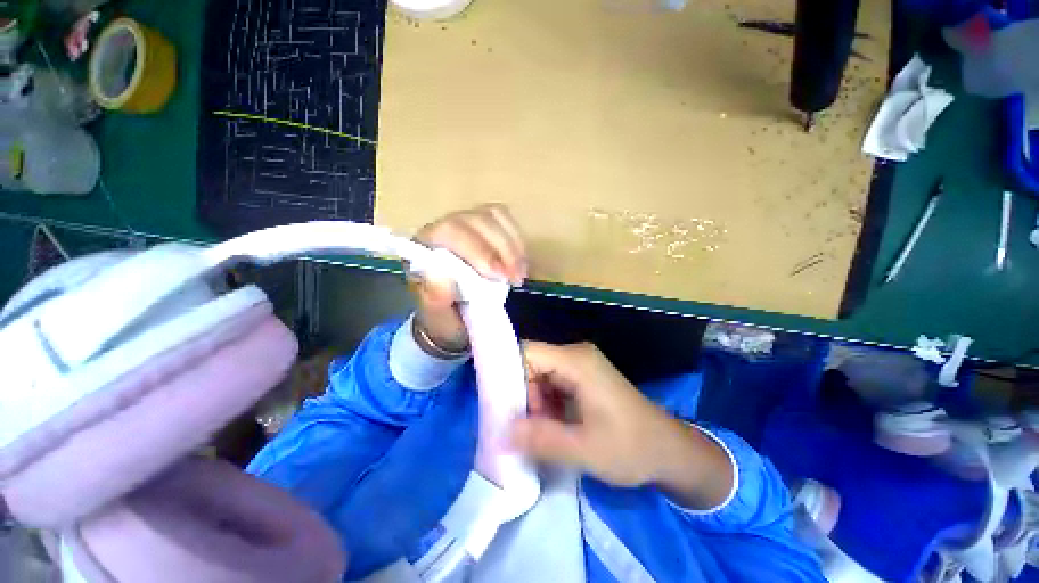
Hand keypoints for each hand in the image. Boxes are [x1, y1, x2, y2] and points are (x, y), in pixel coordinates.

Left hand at [410, 205, 526, 352]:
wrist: (454, 317)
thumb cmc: (445, 317)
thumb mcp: (438, 317)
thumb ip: (435, 298)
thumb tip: (442, 273)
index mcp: (425, 246)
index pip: (451, 231)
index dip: (480, 250)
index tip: (500, 276)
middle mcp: (443, 227)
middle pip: (476, 219)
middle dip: (502, 248)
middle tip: (516, 278)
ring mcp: (466, 223)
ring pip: (493, 215)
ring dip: (512, 244)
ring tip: (520, 273)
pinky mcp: (484, 226)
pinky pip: (504, 219)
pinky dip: (516, 239)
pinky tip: (520, 261)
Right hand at [511, 342, 733, 508]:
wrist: (670, 451)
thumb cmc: (632, 447)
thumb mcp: (584, 450)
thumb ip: (541, 439)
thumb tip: (502, 433)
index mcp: (576, 361)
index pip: (527, 351)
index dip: (506, 372)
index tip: (496, 405)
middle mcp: (575, 355)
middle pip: (531, 363)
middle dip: (521, 395)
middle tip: (522, 429)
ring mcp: (580, 366)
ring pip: (539, 376)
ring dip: (533, 403)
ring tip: (539, 434)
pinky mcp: (582, 378)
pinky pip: (551, 384)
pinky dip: (545, 405)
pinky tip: (551, 428)